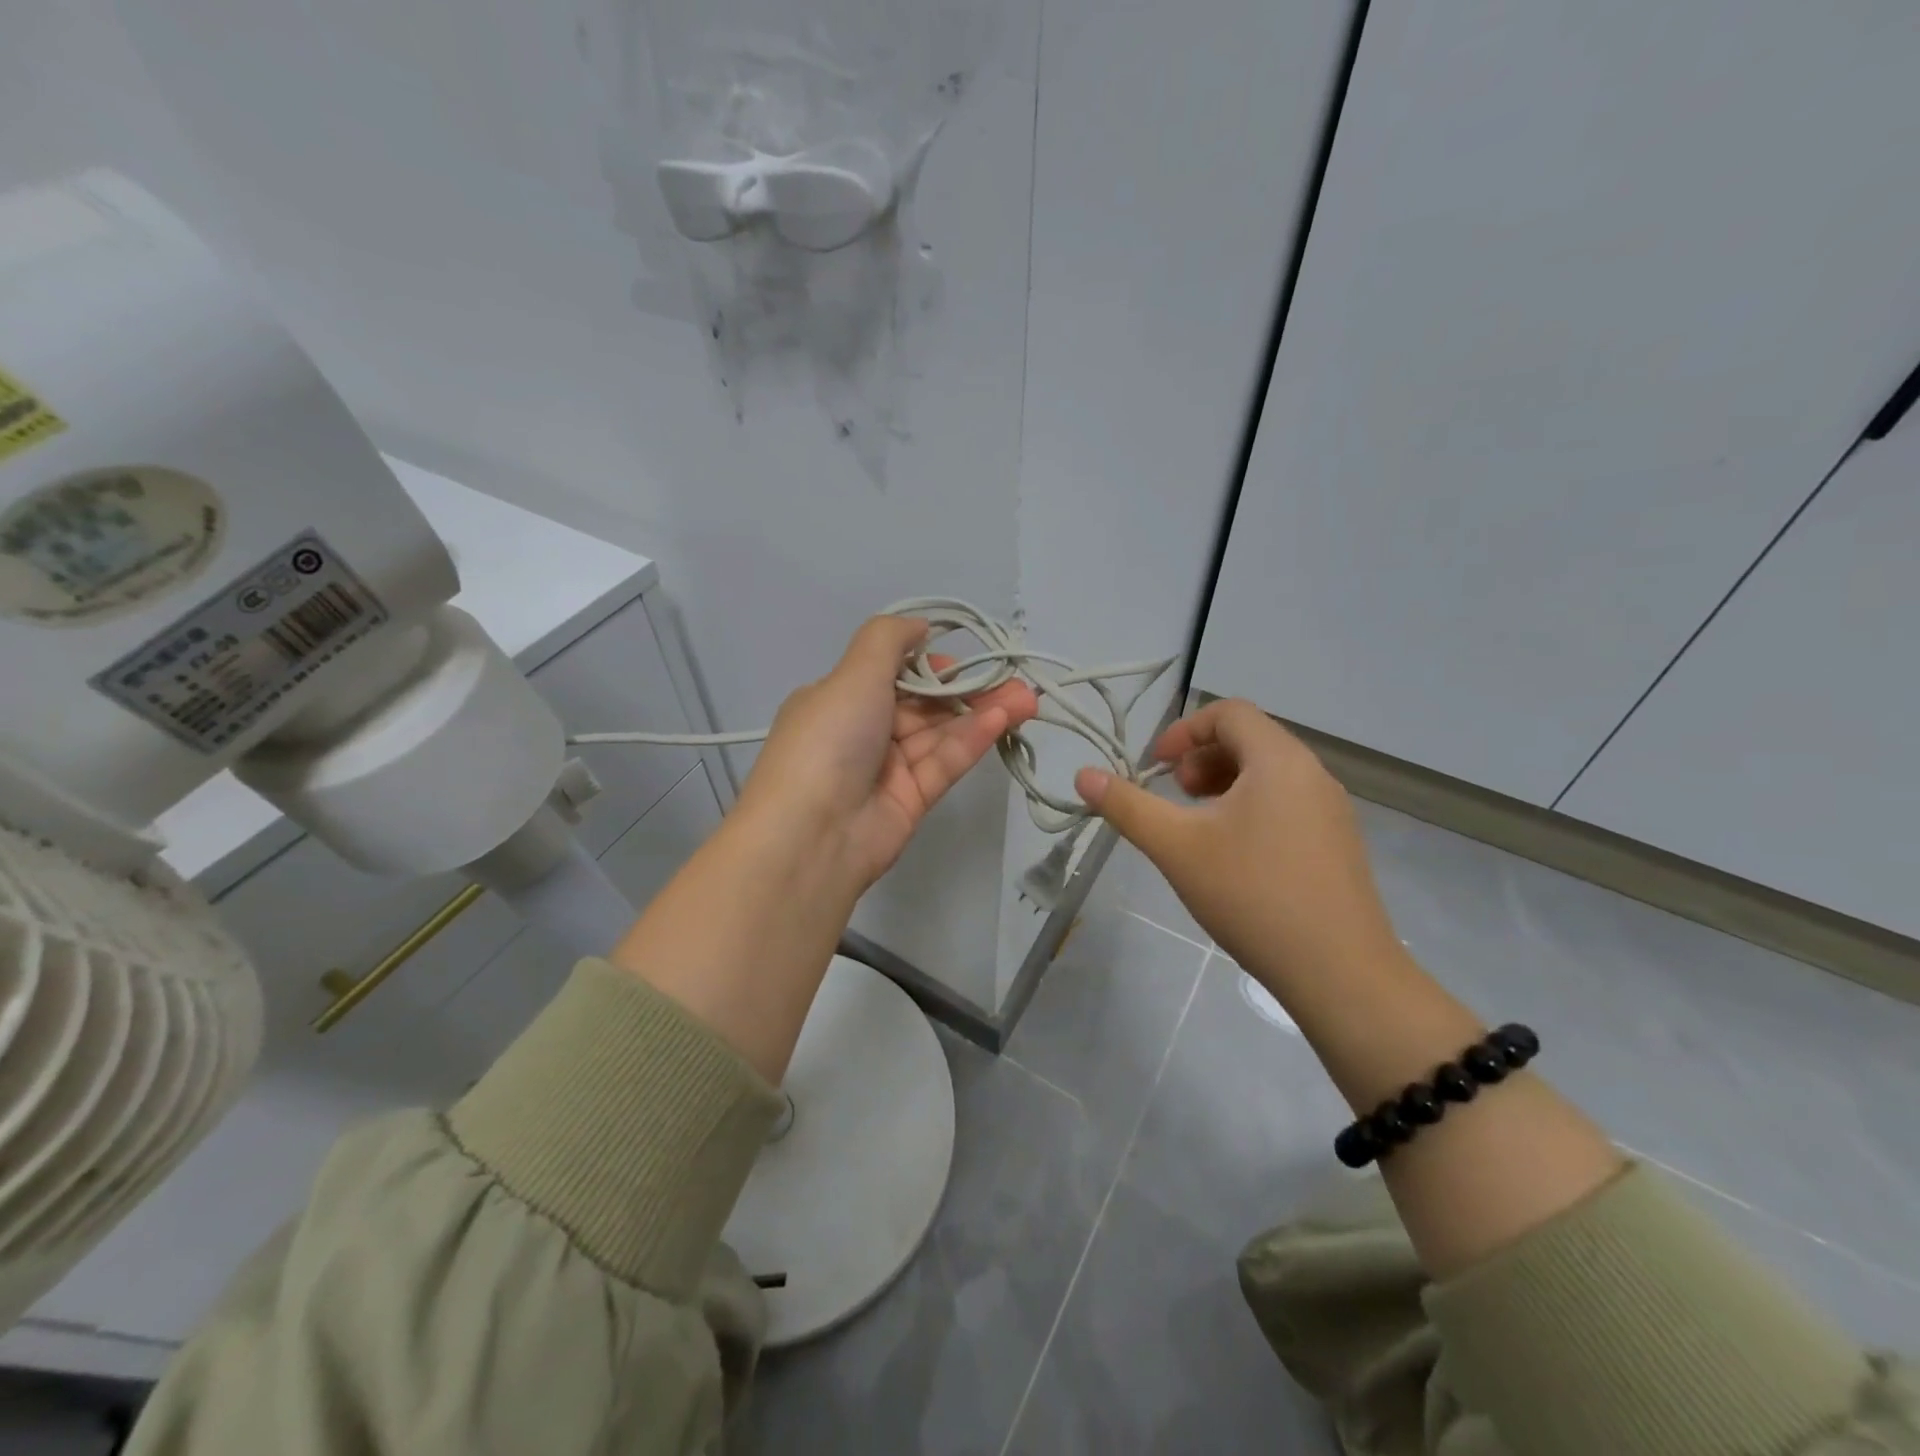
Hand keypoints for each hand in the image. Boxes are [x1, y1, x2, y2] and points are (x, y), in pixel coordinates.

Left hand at [738, 616, 1039, 891]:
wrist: (812, 834)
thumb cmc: (829, 739)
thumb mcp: (852, 674)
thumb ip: (888, 640)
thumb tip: (920, 626)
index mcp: (839, 700)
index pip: (892, 675)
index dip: (930, 665)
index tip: (963, 660)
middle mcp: (862, 731)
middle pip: (923, 704)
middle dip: (967, 690)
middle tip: (1015, 680)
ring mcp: (887, 768)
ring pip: (941, 733)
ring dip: (982, 713)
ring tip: (1026, 699)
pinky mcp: (911, 800)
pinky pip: (944, 762)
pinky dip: (972, 740)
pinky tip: (1003, 720)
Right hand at [1074, 699, 1399, 998]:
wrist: (1340, 974)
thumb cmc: (1252, 896)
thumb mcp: (1176, 848)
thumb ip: (1127, 806)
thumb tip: (1083, 775)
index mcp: (1279, 760)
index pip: (1229, 712)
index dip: (1184, 731)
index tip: (1156, 768)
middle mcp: (1313, 774)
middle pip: (1250, 740)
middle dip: (1202, 759)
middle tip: (1175, 797)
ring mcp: (1332, 811)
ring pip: (1269, 774)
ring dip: (1225, 785)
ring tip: (1198, 827)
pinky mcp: (1338, 845)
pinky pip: (1288, 804)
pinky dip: (1251, 809)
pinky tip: (1233, 857)